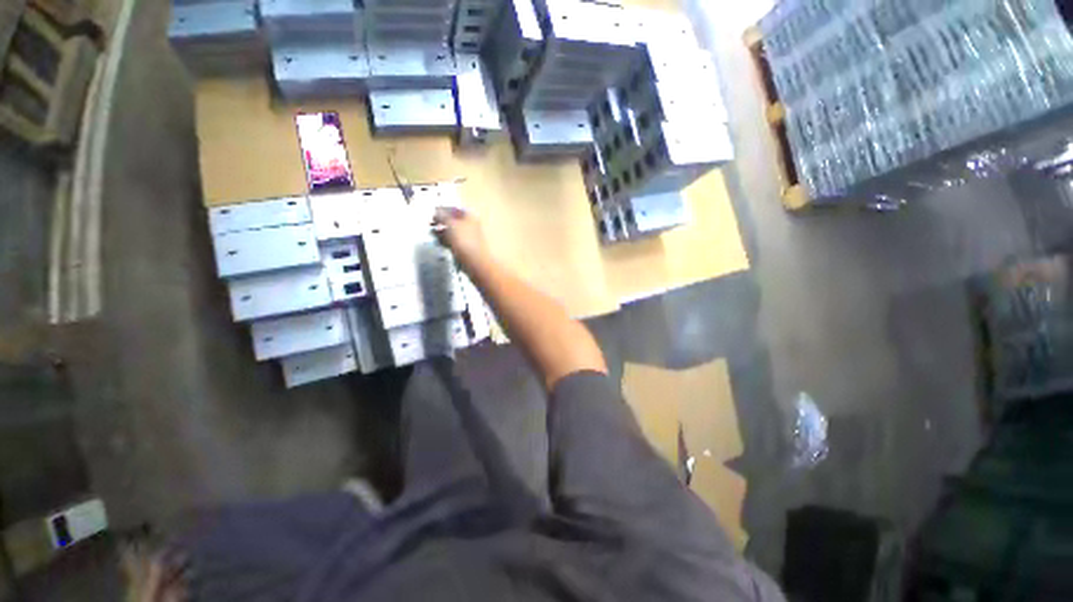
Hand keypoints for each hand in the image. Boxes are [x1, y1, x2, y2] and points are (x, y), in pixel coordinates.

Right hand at [433, 207, 489, 266]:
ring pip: (453, 232)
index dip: (443, 209)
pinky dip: (446, 241)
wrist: (475, 263)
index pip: (455, 209)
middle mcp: (471, 226)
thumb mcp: (451, 224)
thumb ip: (442, 216)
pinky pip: (454, 242)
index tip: (433, 213)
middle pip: (454, 221)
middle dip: (442, 222)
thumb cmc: (464, 240)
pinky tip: (439, 243)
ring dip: (443, 232)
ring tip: (432, 234)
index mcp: (470, 217)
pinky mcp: (466, 249)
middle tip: (430, 224)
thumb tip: (437, 213)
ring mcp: (469, 238)